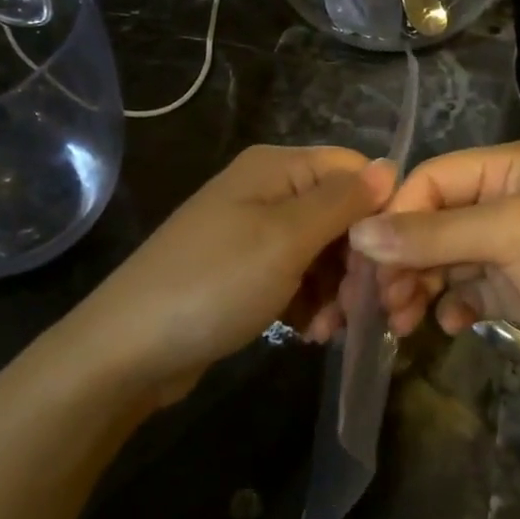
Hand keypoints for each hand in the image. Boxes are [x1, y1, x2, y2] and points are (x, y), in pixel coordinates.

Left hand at [70, 145, 395, 401]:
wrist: (128, 350)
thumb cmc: (214, 284)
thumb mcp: (286, 239)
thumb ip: (342, 202)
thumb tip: (391, 167)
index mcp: (276, 168)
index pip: (354, 171)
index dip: (380, 211)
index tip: (392, 261)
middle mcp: (266, 191)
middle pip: (340, 214)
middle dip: (357, 261)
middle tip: (363, 308)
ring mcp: (252, 233)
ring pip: (322, 252)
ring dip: (336, 290)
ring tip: (329, 328)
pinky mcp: (244, 272)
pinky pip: (295, 278)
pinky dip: (309, 303)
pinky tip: (309, 334)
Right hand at [346, 140, 519, 393]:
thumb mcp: (508, 236)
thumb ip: (431, 234)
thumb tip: (358, 236)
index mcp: (506, 169)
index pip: (430, 180)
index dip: (394, 216)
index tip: (365, 260)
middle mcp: (504, 200)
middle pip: (431, 221)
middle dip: (402, 259)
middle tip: (378, 302)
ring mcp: (510, 246)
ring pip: (443, 259)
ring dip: (418, 286)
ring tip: (402, 322)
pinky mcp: (516, 288)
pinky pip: (466, 289)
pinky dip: (451, 304)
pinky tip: (449, 325)